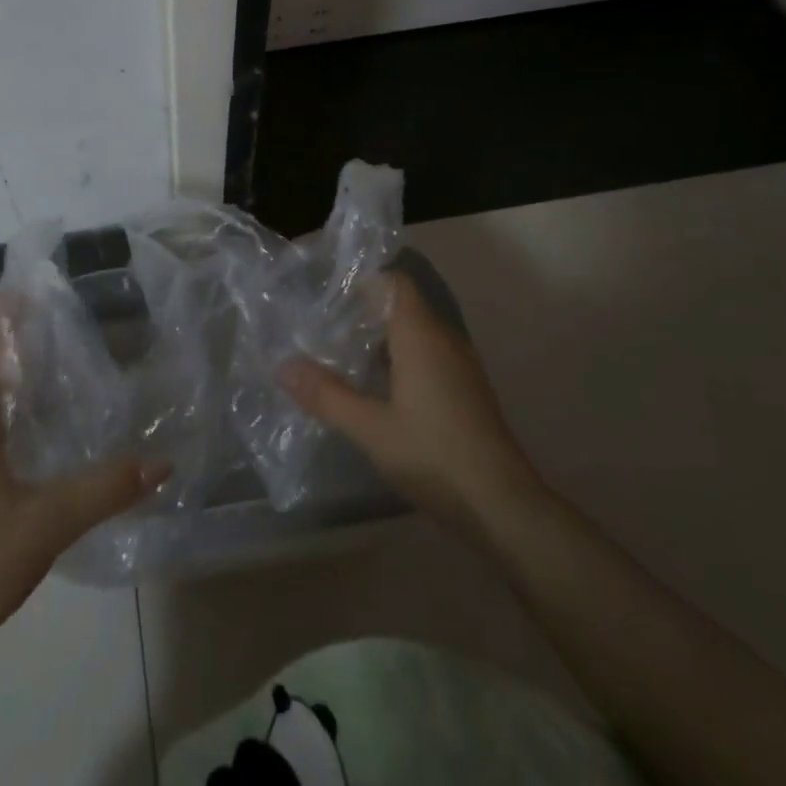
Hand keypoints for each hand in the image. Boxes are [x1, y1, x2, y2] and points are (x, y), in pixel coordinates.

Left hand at [0, 317, 167, 655]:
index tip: (29, 287)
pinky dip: (2, 424)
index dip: (4, 316)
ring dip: (10, 388)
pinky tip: (31, 450)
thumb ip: (105, 489)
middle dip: (16, 347)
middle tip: (63, 331)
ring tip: (55, 382)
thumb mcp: (48, 524)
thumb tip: (161, 461)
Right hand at [280, 270, 542, 546]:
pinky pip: (427, 356)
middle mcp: (443, 339)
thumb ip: (326, 395)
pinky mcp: (465, 391)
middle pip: (401, 306)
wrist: (502, 506)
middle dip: (362, 310)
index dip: (361, 280)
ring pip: (414, 333)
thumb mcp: (370, 428)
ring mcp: (459, 366)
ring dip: (380, 337)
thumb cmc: (434, 455)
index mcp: (421, 335)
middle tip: (320, 322)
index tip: (325, 290)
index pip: (393, 282)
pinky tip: (375, 386)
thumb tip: (282, 366)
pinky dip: (399, 359)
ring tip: (339, 351)